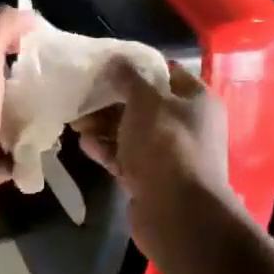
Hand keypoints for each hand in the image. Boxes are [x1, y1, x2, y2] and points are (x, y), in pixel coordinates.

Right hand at [74, 61, 230, 237]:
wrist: (177, 212)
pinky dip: (107, 149)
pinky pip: (126, 157)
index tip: (106, 67)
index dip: (136, 68)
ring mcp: (169, 154)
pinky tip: (85, 145)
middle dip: (111, 102)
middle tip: (82, 99)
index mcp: (196, 100)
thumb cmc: (166, 144)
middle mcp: (186, 125)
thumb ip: (129, 78)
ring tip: (76, 124)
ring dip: (104, 127)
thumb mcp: (146, 101)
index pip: (166, 73)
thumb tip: (116, 61)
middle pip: (144, 105)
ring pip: (132, 132)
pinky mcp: (152, 178)